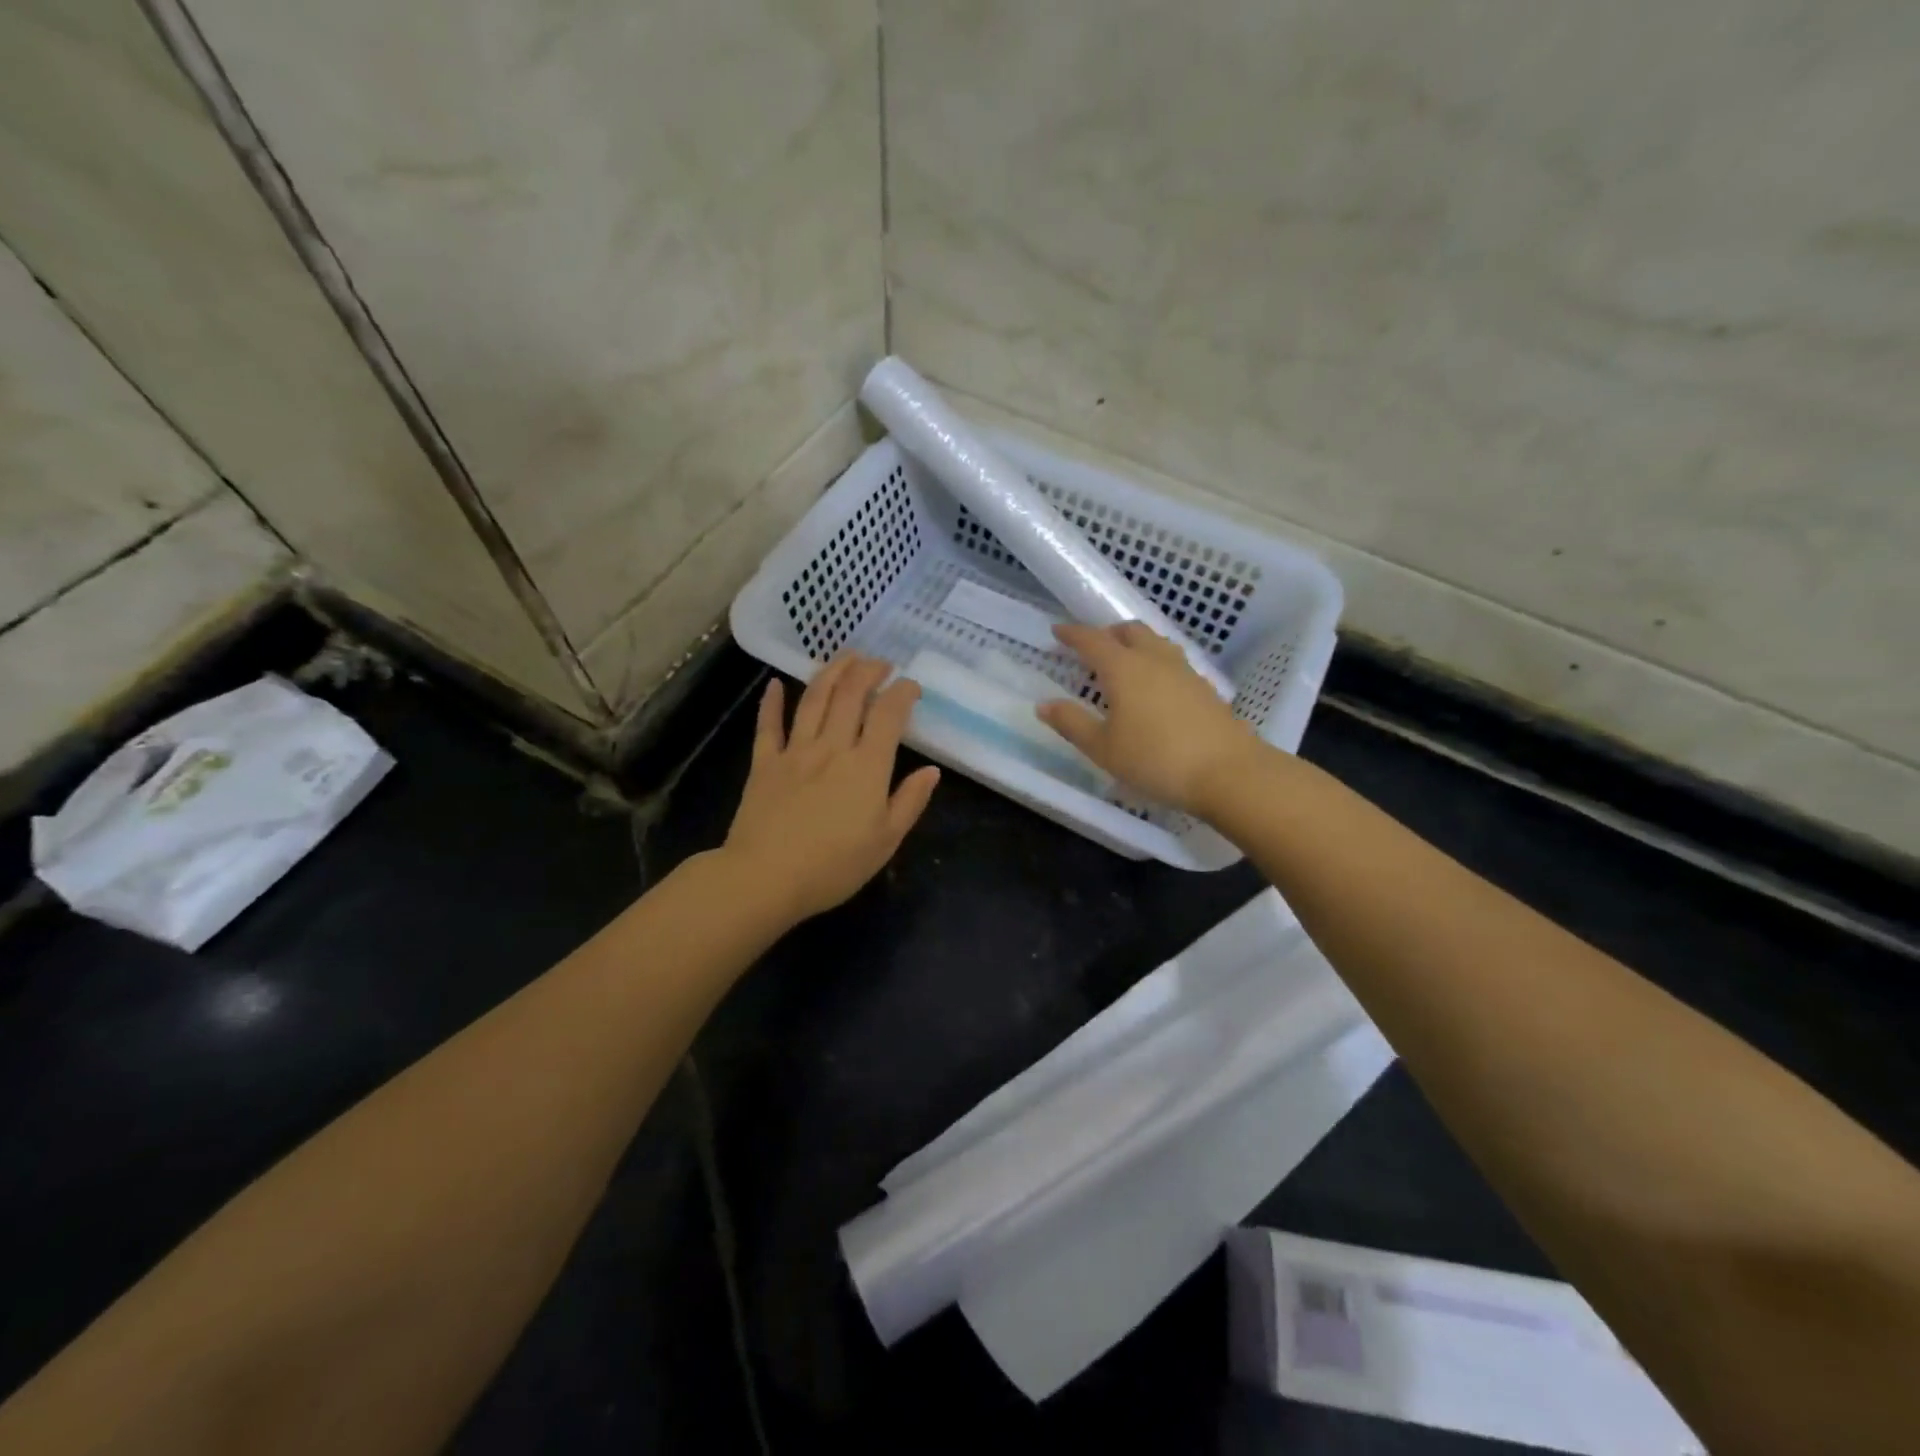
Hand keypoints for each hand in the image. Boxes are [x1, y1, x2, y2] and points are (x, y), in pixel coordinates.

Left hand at [722, 654, 940, 923]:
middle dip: (868, 671)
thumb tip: (932, 771)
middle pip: (850, 695)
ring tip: (845, 657)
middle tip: (880, 663)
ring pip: (813, 699)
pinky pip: (769, 725)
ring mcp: (795, 751)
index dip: (902, 692)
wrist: (765, 879)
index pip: (888, 714)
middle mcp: (832, 747)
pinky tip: (774, 684)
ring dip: (831, 672)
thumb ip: (909, 802)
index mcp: (867, 766)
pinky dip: (771, 702)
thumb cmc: (833, 867)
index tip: (911, 686)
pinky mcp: (764, 763)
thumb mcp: (885, 841)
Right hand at [1038, 622, 1263, 816]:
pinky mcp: (1205, 689)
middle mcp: (1155, 660)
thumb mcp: (1104, 748)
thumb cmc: (1155, 759)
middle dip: (1108, 633)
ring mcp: (1185, 672)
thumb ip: (1072, 723)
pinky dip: (1156, 663)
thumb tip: (1044, 704)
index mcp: (1124, 668)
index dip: (1072, 634)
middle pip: (1130, 631)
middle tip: (1093, 646)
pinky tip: (1156, 687)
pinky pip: (1173, 662)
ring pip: (1156, 643)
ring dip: (1135, 644)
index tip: (1057, 630)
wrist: (1228, 772)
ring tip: (1124, 662)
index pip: (1092, 640)